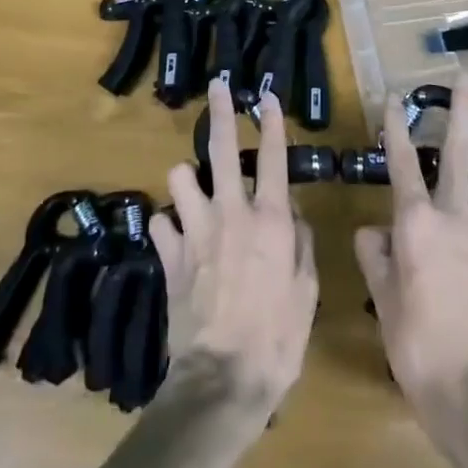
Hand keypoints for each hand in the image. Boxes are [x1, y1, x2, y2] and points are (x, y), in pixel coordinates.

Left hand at [152, 81, 318, 417]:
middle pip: (220, 148)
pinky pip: (161, 223)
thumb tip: (288, 211)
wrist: (223, 380)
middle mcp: (230, 213)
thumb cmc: (277, 338)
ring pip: (180, 177)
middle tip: (219, 87)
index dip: (270, 122)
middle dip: (220, 111)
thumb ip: (301, 242)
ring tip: (194, 190)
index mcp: (269, 219)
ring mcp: (195, 231)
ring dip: (187, 180)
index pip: (271, 156)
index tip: (265, 96)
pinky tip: (176, 238)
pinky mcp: (169, 256)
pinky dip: (169, 226)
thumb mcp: (306, 290)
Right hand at [353, 78, 467, 409]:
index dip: (395, 124)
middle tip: (465, 78)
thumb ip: (374, 254)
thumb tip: (372, 231)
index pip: (401, 160)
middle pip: (459, 151)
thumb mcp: (382, 297)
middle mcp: (455, 215)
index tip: (394, 94)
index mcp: (416, 220)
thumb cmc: (414, 341)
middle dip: (462, 110)